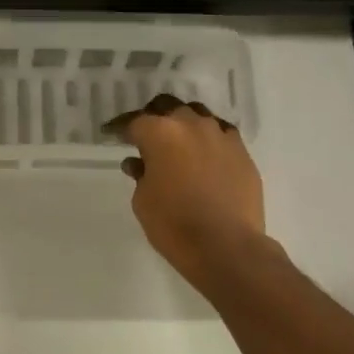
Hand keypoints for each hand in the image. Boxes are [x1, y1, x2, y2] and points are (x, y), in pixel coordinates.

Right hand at [106, 94, 265, 286]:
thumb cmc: (174, 224)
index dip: (120, 128)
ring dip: (183, 125)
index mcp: (160, 133)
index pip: (134, 122)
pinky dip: (208, 140)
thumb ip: (140, 175)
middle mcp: (191, 125)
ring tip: (177, 142)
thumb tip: (138, 163)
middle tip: (145, 135)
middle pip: (167, 108)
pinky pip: (220, 135)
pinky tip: (204, 155)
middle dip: (153, 118)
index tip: (111, 133)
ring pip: (197, 116)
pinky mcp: (242, 152)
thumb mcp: (142, 201)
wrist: (226, 246)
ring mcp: (221, 135)